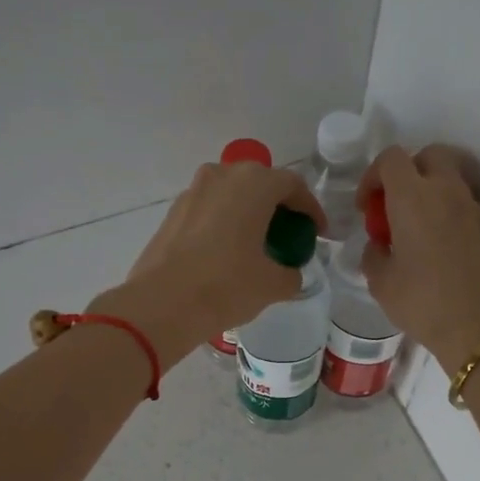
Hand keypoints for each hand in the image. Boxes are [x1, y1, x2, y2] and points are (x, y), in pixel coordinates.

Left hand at [91, 160, 326, 364]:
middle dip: (278, 206)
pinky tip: (227, 252)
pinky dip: (225, 223)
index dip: (310, 209)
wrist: (162, 304)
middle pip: (260, 183)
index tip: (317, 233)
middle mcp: (222, 176)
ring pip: (231, 194)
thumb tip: (289, 274)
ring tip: (258, 244)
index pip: (293, 185)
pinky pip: (210, 210)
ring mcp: (193, 192)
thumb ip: (291, 274)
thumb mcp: (272, 285)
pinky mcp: (173, 213)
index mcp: (254, 184)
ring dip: (249, 213)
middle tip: (289, 234)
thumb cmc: (225, 286)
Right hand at [357, 145, 479, 373]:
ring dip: (430, 193)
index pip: (391, 159)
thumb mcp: (381, 283)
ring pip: (450, 179)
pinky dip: (449, 213)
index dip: (373, 176)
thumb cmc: (423, 304)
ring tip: (417, 230)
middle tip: (395, 207)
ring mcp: (474, 208)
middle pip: (428, 156)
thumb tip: (379, 245)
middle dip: (408, 172)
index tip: (367, 207)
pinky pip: (465, 205)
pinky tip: (440, 249)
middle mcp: (447, 192)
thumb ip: (374, 254)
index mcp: (413, 198)